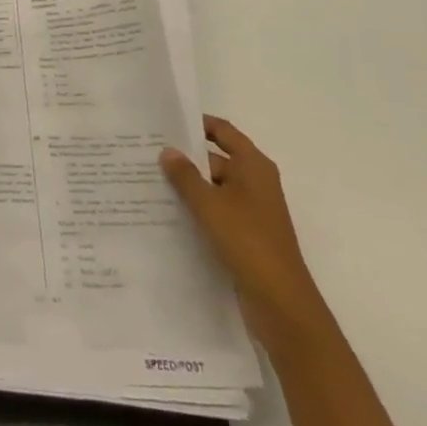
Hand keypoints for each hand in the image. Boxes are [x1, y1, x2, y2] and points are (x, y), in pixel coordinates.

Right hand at [161, 116, 329, 351]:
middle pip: (215, 159)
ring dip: (188, 187)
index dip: (196, 124)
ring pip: (213, 188)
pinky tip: (167, 213)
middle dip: (184, 158)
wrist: (281, 304)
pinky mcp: (245, 235)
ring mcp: (251, 210)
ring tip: (148, 182)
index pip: (223, 131)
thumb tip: (167, 151)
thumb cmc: (248, 242)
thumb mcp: (210, 205)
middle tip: (145, 155)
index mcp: (253, 166)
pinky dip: (196, 210)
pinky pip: (215, 212)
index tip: (165, 121)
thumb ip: (186, 176)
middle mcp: (254, 182)